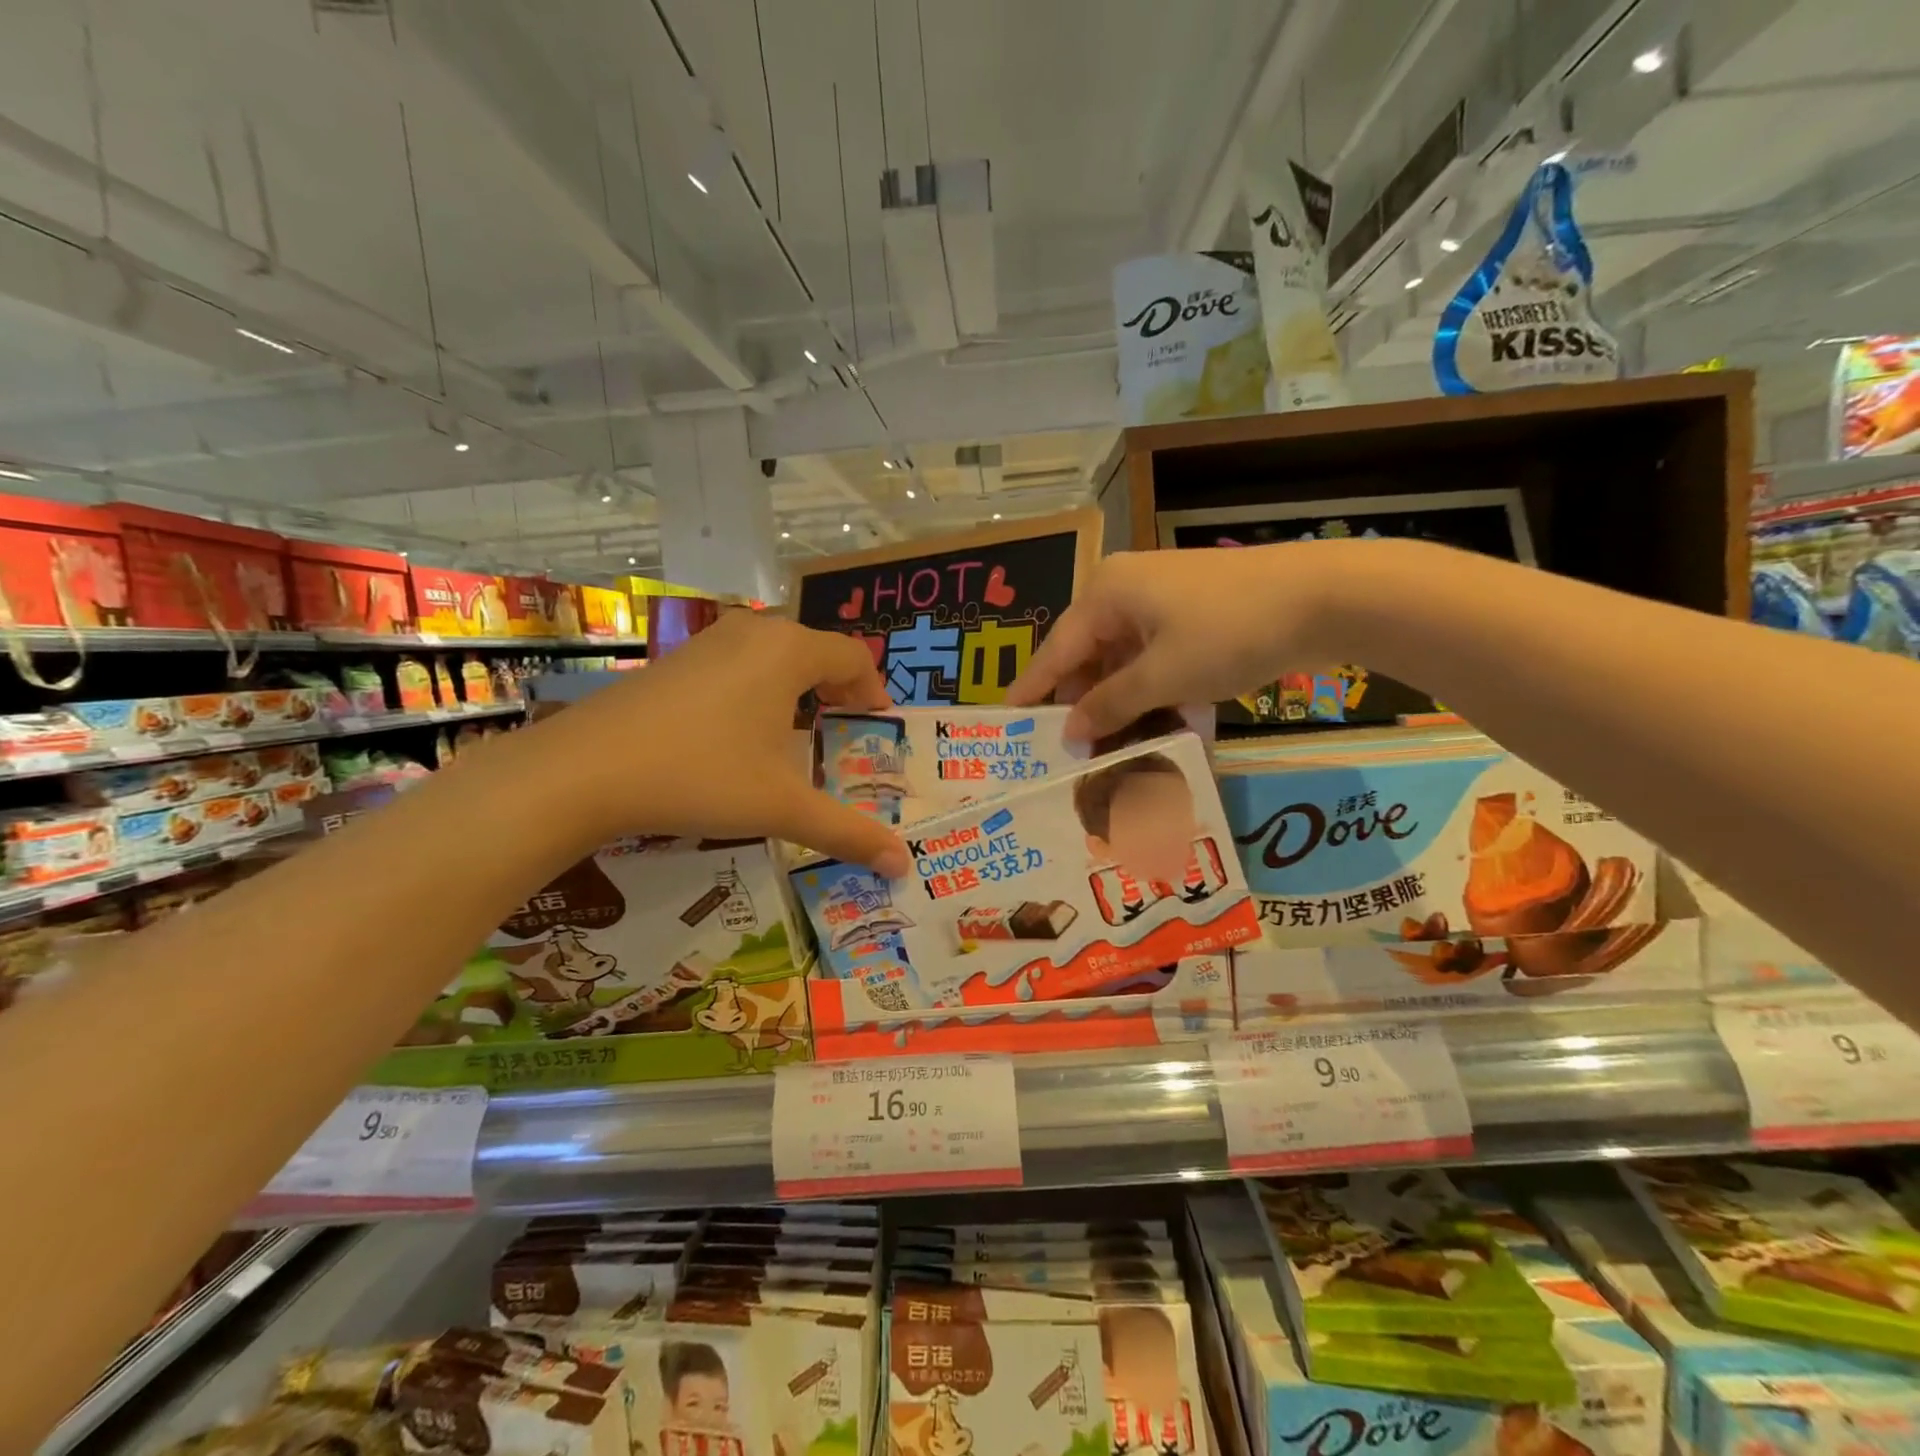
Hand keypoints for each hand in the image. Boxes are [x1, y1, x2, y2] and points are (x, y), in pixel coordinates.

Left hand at [536, 611, 908, 873]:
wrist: (583, 770)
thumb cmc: (700, 776)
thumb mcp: (781, 806)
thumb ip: (846, 831)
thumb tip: (902, 865)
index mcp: (788, 651)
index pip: (852, 656)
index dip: (873, 689)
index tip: (877, 724)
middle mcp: (752, 632)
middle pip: (814, 650)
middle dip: (837, 687)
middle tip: (845, 729)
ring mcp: (708, 642)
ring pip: (773, 653)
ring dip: (797, 686)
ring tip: (799, 732)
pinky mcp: (675, 660)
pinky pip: (738, 663)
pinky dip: (758, 688)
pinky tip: (741, 732)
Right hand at [1008, 542, 1381, 740]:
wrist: (1324, 597)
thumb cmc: (1227, 632)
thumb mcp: (1163, 676)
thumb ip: (1110, 704)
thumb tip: (1071, 730)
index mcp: (1105, 595)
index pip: (1055, 652)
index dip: (1032, 692)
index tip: (1006, 725)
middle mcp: (1124, 592)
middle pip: (1089, 658)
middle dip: (1086, 706)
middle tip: (1074, 753)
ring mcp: (1161, 601)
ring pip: (1126, 663)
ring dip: (1125, 705)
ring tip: (1117, 750)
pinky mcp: (1192, 615)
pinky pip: (1156, 659)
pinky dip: (1156, 691)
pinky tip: (1162, 727)